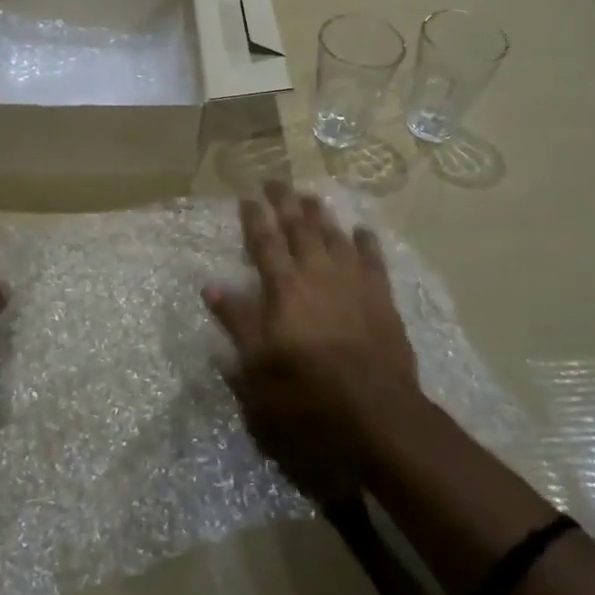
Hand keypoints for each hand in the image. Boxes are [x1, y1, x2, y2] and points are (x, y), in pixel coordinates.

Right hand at [204, 183, 419, 500]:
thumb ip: (238, 322)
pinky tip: (362, 230)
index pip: (264, 242)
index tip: (247, 197)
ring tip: (311, 196)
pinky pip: (373, 259)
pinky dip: (366, 241)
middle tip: (276, 181)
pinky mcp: (382, 298)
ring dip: (321, 214)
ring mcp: (354, 282)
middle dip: (286, 202)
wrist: (376, 413)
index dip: (254, 217)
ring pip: (335, 235)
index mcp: (284, 287)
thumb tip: (213, 287)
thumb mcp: (257, 366)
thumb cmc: (306, 394)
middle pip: (300, 227)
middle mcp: (318, 273)